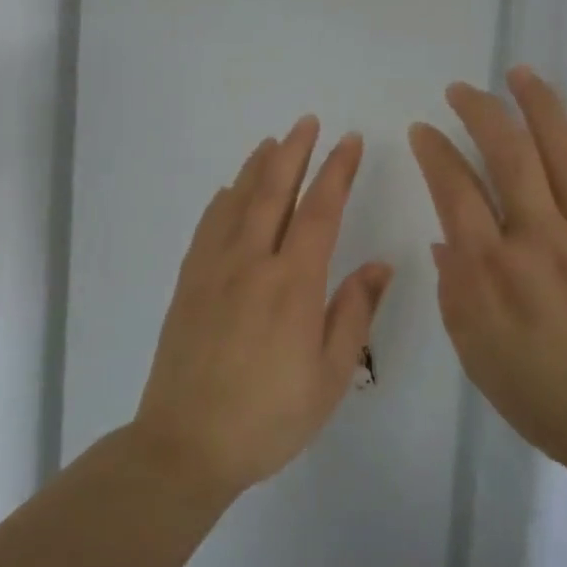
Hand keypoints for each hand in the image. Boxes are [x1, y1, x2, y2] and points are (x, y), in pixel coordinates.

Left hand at [134, 116, 392, 499]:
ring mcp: (213, 269)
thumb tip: (380, 264)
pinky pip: (208, 226)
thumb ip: (354, 313)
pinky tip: (229, 191)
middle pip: (274, 191)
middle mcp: (251, 263)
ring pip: (237, 201)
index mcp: (292, 284)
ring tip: (273, 142)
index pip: (321, 210)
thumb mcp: (330, 376)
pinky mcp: (189, 282)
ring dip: (257, 166)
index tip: (350, 141)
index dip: (337, 171)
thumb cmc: (269, 417)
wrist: (186, 445)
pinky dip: (223, 200)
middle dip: (295, 151)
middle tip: (308, 121)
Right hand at [408, 67, 566, 481]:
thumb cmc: (544, 396)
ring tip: (519, 73)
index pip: (455, 190)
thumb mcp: (476, 353)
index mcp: (492, 274)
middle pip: (508, 155)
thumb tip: (449, 235)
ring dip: (538, 105)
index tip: (424, 129)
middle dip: (480, 112)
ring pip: (562, 152)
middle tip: (462, 90)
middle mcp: (540, 242)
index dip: (436, 151)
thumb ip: (456, 289)